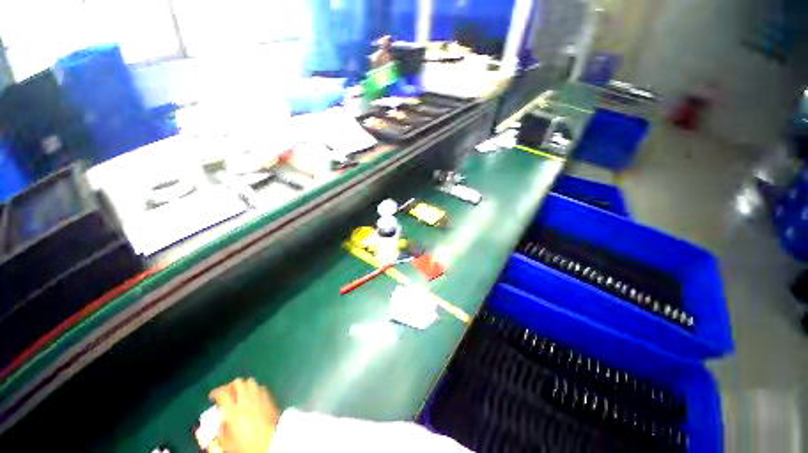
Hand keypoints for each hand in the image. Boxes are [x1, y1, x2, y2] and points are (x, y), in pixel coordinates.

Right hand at [210, 378, 279, 452]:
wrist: (270, 443)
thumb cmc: (246, 446)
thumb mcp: (225, 442)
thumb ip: (219, 429)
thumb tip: (217, 421)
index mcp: (233, 411)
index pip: (223, 393)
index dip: (216, 393)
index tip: (212, 397)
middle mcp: (246, 401)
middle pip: (238, 383)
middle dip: (230, 387)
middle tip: (226, 394)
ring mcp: (260, 398)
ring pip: (250, 382)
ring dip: (243, 386)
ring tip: (239, 394)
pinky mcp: (270, 399)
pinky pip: (261, 388)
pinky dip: (255, 390)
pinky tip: (253, 398)